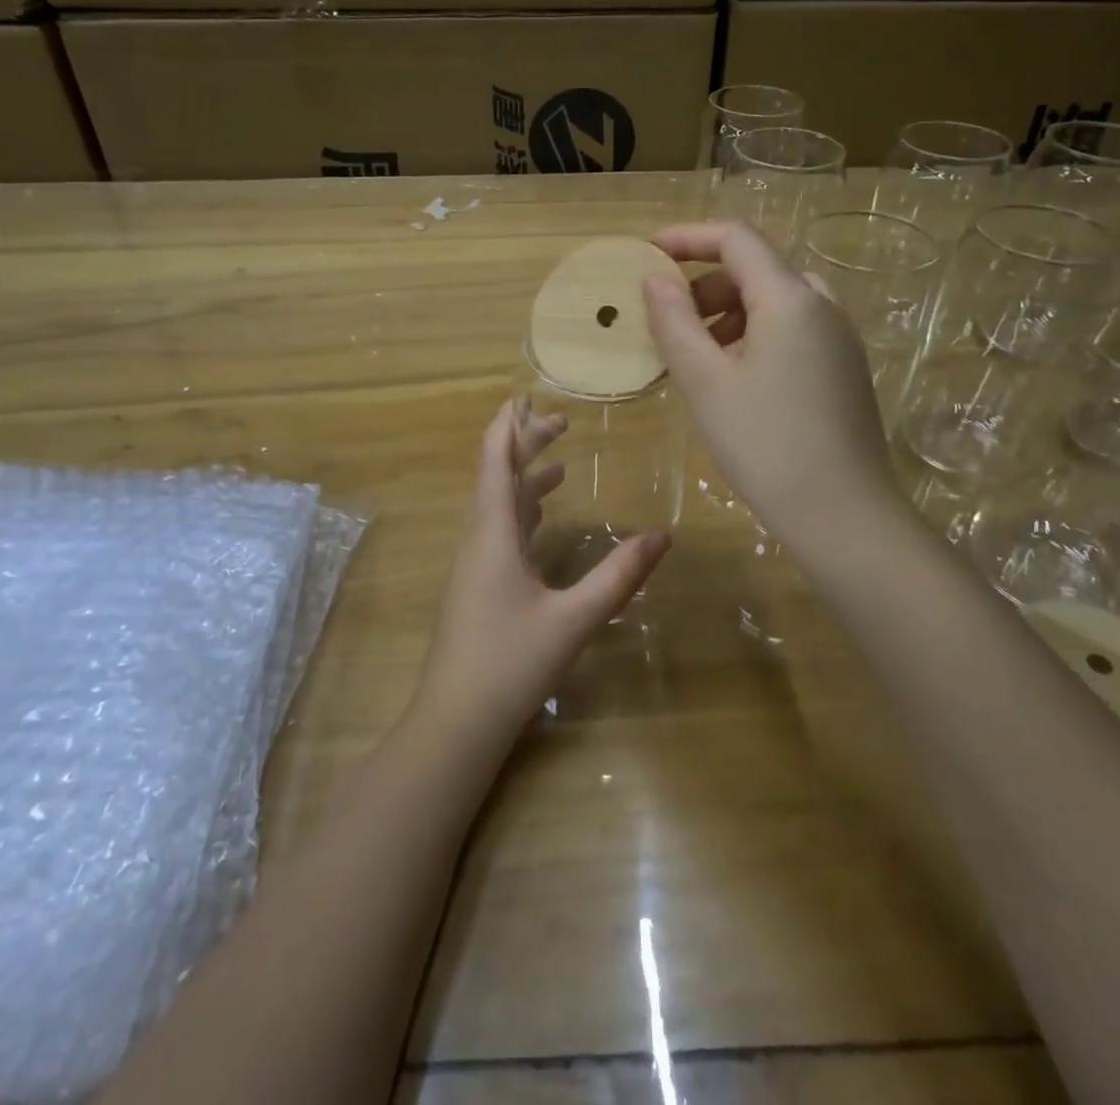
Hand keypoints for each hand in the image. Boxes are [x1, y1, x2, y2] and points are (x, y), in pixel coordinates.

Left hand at [414, 398, 670, 747]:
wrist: (456, 723)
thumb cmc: (510, 664)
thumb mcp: (573, 619)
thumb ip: (618, 576)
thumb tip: (663, 535)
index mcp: (492, 535)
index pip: (494, 462)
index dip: (507, 426)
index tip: (523, 396)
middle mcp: (477, 541)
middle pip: (495, 478)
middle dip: (524, 447)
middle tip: (560, 424)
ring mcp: (472, 566)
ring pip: (496, 508)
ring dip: (523, 482)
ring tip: (558, 468)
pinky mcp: (476, 588)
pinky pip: (497, 533)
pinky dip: (520, 514)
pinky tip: (539, 522)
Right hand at [642, 221, 901, 548]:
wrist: (843, 513)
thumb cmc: (765, 443)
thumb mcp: (705, 382)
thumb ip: (674, 322)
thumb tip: (655, 280)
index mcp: (790, 298)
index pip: (737, 239)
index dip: (688, 238)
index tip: (648, 253)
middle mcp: (823, 305)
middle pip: (757, 269)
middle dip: (706, 284)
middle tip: (670, 323)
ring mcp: (840, 338)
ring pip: (776, 301)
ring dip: (730, 313)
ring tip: (699, 357)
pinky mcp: (845, 368)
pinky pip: (794, 330)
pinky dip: (756, 335)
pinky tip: (737, 380)